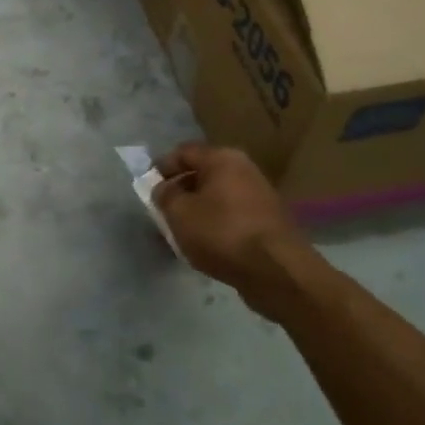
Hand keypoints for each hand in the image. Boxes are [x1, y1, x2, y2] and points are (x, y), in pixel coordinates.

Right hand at [152, 143, 322, 318]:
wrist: (277, 271)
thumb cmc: (222, 233)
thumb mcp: (179, 213)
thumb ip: (164, 196)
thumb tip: (164, 188)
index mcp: (222, 159)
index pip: (183, 152)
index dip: (162, 167)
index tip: (148, 188)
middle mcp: (244, 169)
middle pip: (202, 174)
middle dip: (180, 190)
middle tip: (162, 211)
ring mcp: (260, 195)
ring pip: (217, 197)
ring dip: (197, 210)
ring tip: (181, 232)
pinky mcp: (268, 221)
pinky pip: (232, 215)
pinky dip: (216, 224)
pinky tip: (206, 245)